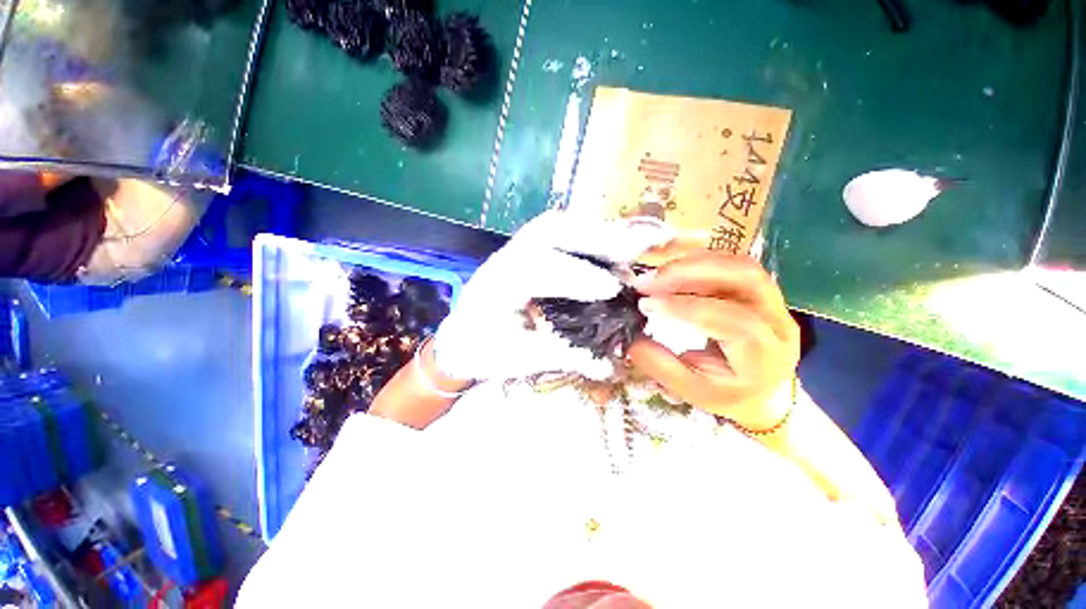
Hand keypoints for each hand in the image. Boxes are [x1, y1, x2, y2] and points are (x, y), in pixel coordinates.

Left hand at [433, 210, 672, 381]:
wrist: (460, 339)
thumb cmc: (483, 351)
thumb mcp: (517, 359)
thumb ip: (560, 355)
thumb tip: (608, 363)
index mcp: (496, 284)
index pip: (539, 270)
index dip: (577, 277)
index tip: (614, 286)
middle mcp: (506, 256)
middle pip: (551, 230)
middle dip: (596, 237)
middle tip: (636, 249)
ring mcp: (516, 249)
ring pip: (557, 226)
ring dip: (596, 231)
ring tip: (631, 241)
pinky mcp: (527, 251)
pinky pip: (559, 233)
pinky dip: (588, 233)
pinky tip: (609, 242)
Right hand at [628, 253, 799, 428]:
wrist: (765, 390)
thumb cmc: (727, 394)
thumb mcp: (691, 390)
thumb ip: (661, 365)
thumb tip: (629, 338)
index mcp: (764, 356)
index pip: (732, 322)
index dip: (686, 308)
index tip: (646, 304)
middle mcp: (777, 321)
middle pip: (744, 278)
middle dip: (689, 272)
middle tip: (647, 280)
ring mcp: (772, 299)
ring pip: (737, 264)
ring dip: (691, 262)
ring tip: (655, 273)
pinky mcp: (759, 288)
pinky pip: (729, 262)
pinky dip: (696, 260)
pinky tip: (670, 268)